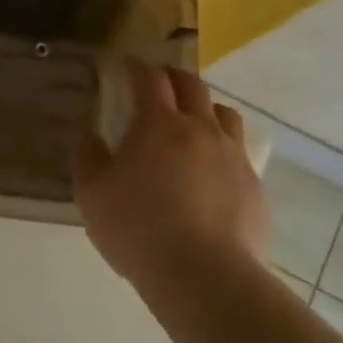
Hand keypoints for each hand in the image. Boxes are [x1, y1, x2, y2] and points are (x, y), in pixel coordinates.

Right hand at [74, 60, 267, 288]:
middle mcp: (200, 129)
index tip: (124, 66)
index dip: (135, 67)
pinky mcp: (254, 187)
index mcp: (158, 124)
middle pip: (192, 85)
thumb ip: (88, 159)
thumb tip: (93, 139)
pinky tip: (210, 172)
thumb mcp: (91, 195)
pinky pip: (239, 153)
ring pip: (225, 114)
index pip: (148, 79)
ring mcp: (233, 156)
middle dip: (172, 77)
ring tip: (192, 122)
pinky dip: (222, 149)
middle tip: (157, 82)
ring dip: (205, 108)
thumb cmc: (137, 229)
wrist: (204, 276)